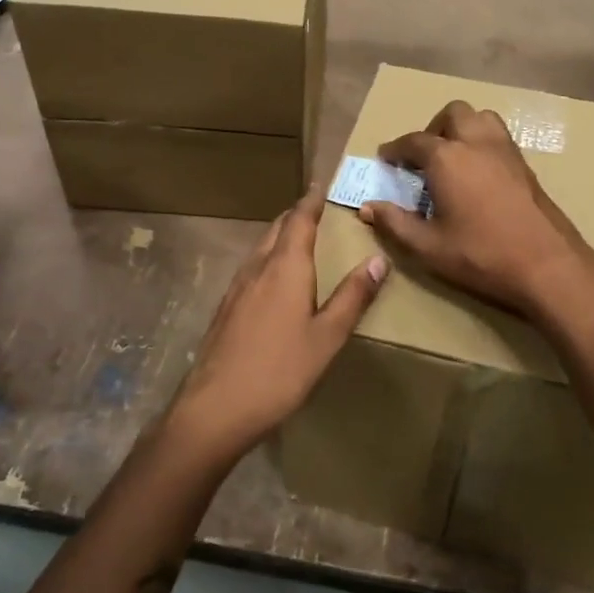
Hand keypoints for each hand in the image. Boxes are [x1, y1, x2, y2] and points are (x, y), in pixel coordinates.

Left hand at [165, 186, 386, 466]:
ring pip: (260, 249)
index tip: (322, 183)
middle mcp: (257, 268)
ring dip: (281, 237)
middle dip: (296, 216)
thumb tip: (378, 259)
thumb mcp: (327, 337)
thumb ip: (352, 297)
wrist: (215, 409)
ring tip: (301, 242)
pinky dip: (268, 261)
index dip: (311, 200)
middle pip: (276, 229)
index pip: (299, 220)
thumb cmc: (280, 371)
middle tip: (318, 211)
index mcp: (284, 268)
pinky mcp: (225, 309)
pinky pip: (251, 269)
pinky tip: (275, 283)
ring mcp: (236, 289)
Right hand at [360, 100, 593, 322]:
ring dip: (461, 128)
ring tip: (451, 157)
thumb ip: (395, 223)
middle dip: (432, 128)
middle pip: (452, 114)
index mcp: (447, 158)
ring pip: (480, 117)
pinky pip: (499, 136)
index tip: (385, 158)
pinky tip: (477, 172)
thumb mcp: (428, 246)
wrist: (547, 265)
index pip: (413, 141)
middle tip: (422, 156)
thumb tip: (368, 207)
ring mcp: (506, 150)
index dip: (395, 149)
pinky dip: (482, 141)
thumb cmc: (481, 255)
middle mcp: (476, 143)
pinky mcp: (525, 164)